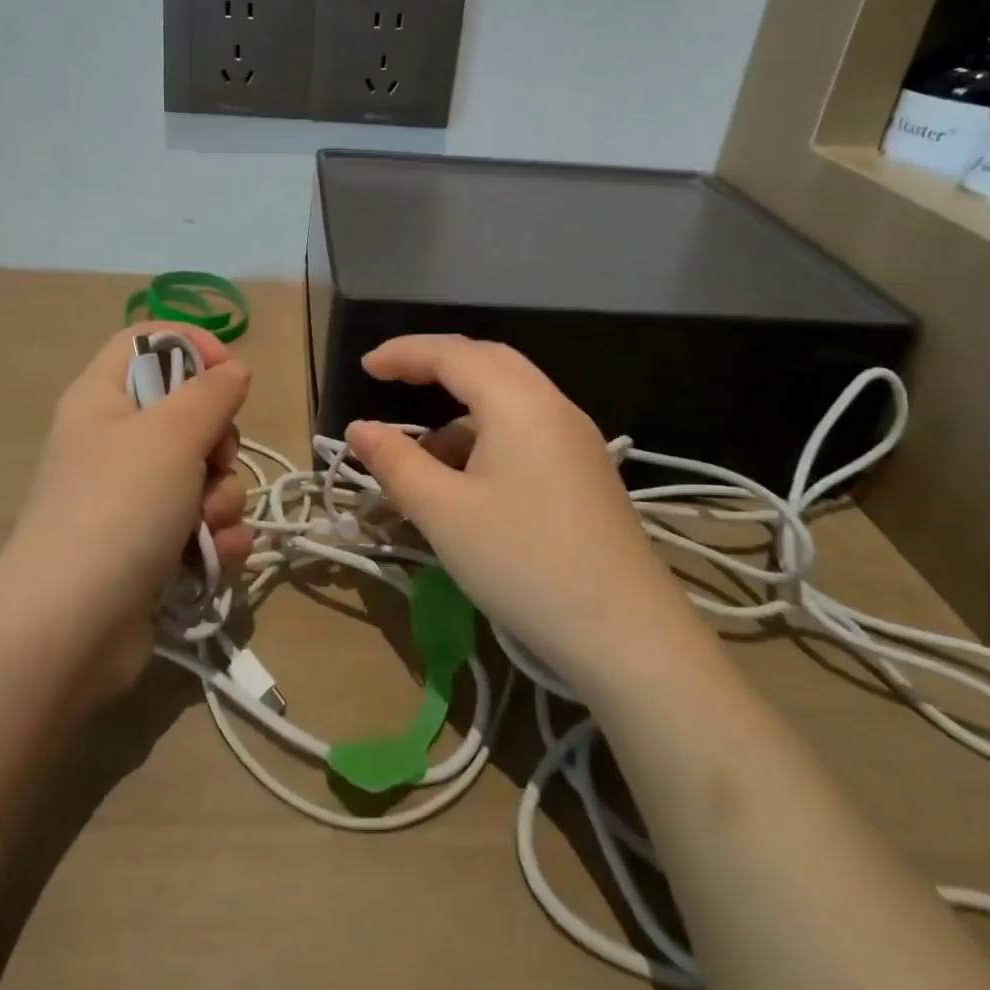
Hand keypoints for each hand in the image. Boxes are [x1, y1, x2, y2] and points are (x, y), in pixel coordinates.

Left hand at [0, 324, 253, 704]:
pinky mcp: (149, 546)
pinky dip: (215, 537)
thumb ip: (211, 393)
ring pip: (203, 473)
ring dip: (222, 497)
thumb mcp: (172, 434)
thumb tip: (233, 370)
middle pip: (187, 412)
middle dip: (219, 441)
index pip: (147, 340)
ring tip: (206, 525)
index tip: (230, 372)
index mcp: (102, 398)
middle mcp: (114, 441)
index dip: (192, 345)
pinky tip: (215, 557)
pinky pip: (201, 523)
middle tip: (213, 462)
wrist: (69, 631)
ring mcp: (131, 498)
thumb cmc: (118, 508)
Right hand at [344, 335, 704, 696]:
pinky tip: (468, 479)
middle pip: (486, 361)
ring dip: (460, 408)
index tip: (364, 366)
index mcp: (517, 402)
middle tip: (392, 380)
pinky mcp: (586, 470)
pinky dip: (486, 434)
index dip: (404, 353)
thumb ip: (396, 462)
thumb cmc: (524, 563)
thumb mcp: (444, 513)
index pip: (452, 354)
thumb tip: (359, 428)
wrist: (629, 636)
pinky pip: (527, 427)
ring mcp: (576, 438)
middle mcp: (552, 405)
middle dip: (435, 365)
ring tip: (422, 453)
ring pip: (509, 396)